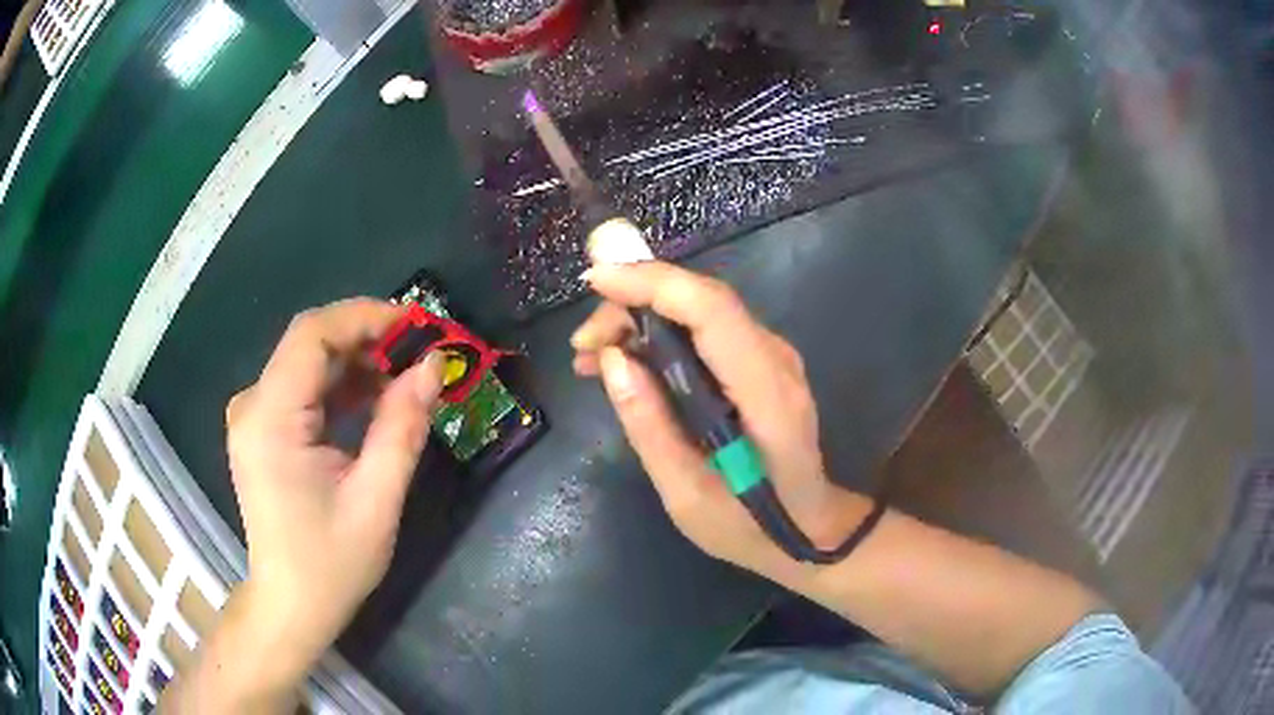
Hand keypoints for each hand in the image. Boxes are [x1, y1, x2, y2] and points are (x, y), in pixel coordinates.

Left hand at [223, 299, 444, 686]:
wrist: (291, 604)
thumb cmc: (331, 563)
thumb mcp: (377, 500)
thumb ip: (402, 427)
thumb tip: (433, 365)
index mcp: (270, 420)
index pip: (311, 335)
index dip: (364, 316)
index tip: (417, 325)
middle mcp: (252, 406)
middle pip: (308, 343)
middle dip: (366, 339)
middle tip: (419, 354)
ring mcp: (253, 416)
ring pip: (307, 363)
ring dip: (356, 363)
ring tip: (403, 381)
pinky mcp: (262, 428)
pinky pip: (302, 388)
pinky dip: (340, 387)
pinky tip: (373, 402)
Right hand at [571, 262, 870, 580]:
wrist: (806, 529)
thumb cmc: (748, 526)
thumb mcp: (685, 494)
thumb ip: (649, 426)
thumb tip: (612, 359)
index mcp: (765, 393)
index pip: (711, 309)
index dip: (652, 283)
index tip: (595, 282)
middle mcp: (774, 359)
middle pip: (701, 300)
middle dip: (633, 303)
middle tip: (582, 346)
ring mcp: (772, 357)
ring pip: (700, 309)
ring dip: (641, 318)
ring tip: (591, 357)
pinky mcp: (760, 363)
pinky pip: (706, 330)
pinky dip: (660, 334)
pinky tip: (626, 361)